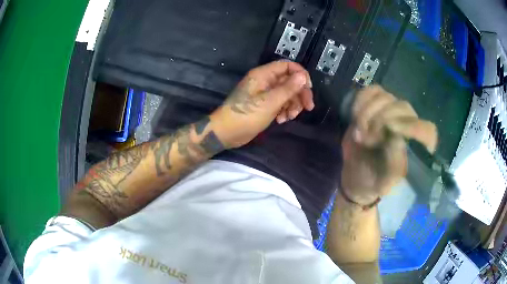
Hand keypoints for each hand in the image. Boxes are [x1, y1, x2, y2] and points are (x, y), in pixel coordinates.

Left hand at [210, 61, 313, 148]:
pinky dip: (284, 110)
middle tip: (307, 108)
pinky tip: (282, 120)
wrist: (227, 132)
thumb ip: (288, 88)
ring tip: (289, 117)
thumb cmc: (246, 115)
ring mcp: (265, 93)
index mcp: (264, 75)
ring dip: (292, 105)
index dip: (300, 74)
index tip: (308, 88)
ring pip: (286, 93)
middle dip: (299, 94)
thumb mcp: (270, 102)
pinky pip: (280, 103)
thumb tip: (303, 76)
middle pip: (289, 81)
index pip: (287, 66)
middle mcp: (265, 81)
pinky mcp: (264, 104)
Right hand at [341, 85, 437, 204]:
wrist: (356, 173)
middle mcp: (409, 125)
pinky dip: (361, 100)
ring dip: (368, 113)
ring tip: (360, 133)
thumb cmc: (373, 181)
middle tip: (366, 140)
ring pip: (386, 97)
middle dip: (381, 121)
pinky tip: (355, 115)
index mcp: (416, 147)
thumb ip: (394, 165)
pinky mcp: (376, 104)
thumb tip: (397, 138)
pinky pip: (372, 91)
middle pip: (403, 108)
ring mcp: (392, 111)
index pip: (427, 130)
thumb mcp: (384, 182)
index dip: (412, 128)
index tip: (390, 134)